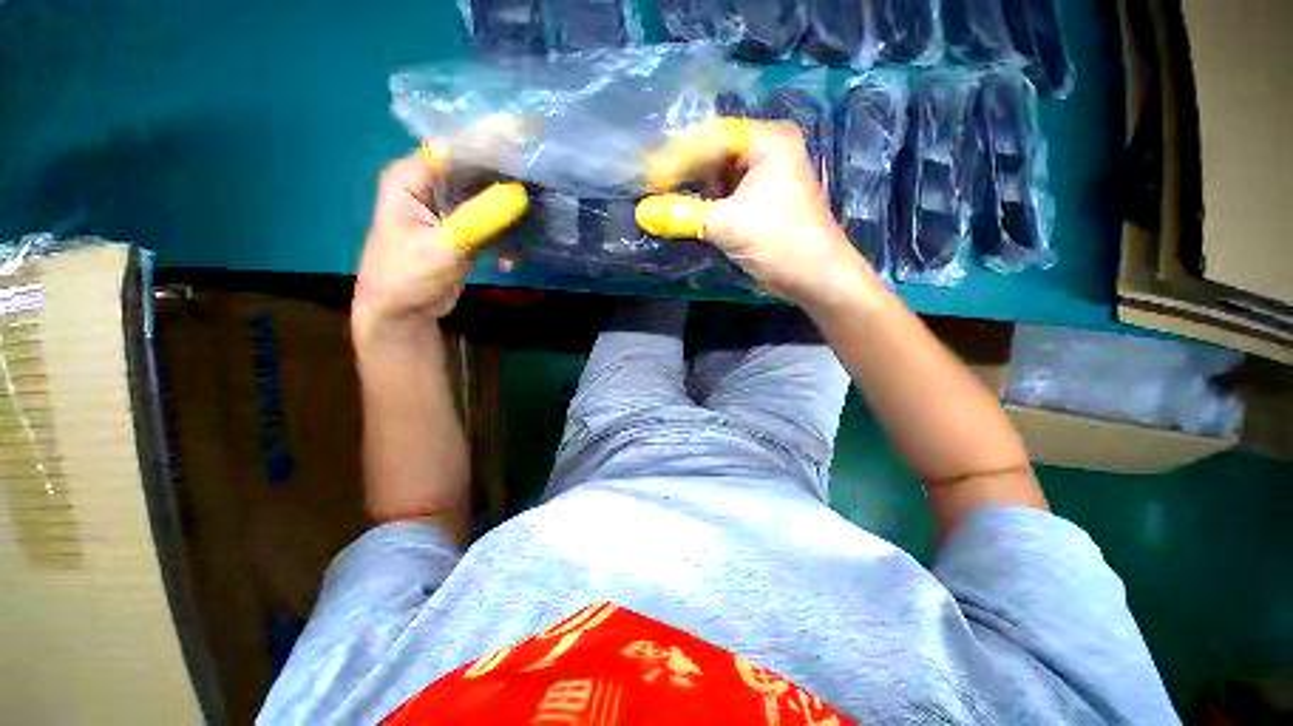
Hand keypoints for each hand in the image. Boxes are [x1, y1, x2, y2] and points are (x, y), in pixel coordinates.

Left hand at [353, 151, 526, 346]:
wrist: (403, 314)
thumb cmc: (407, 277)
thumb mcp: (443, 247)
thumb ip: (479, 219)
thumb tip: (519, 193)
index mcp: (412, 178)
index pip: (455, 149)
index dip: (490, 144)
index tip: (528, 148)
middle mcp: (430, 186)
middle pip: (476, 171)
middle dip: (508, 182)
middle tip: (541, 191)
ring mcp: (449, 209)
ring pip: (488, 198)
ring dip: (510, 215)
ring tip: (532, 230)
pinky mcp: (464, 230)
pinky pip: (491, 223)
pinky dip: (504, 238)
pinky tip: (510, 260)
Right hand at [637, 121, 873, 307]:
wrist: (815, 278)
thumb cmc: (781, 241)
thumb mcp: (729, 225)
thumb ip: (684, 215)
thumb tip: (642, 213)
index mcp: (767, 141)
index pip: (710, 139)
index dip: (676, 158)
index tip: (648, 179)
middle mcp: (765, 153)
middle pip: (712, 157)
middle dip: (682, 176)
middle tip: (650, 191)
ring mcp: (762, 180)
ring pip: (715, 179)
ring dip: (690, 193)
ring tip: (660, 203)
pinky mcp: (757, 204)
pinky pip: (722, 198)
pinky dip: (702, 207)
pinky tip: (682, 215)